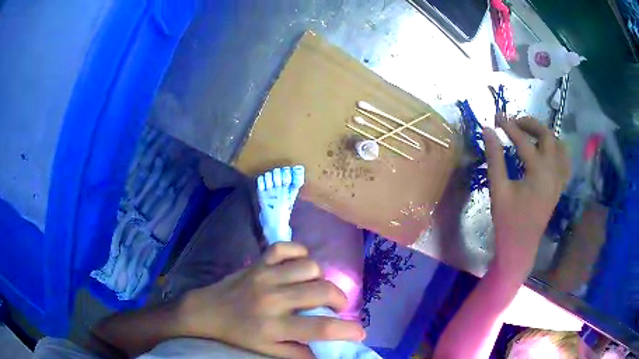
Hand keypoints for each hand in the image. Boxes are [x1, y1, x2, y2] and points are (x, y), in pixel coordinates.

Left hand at [177, 242, 364, 357]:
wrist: (207, 310)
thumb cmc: (239, 334)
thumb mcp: (267, 350)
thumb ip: (298, 353)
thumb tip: (327, 353)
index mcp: (274, 326)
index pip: (320, 328)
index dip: (347, 330)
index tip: (360, 332)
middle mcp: (273, 299)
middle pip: (322, 291)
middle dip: (339, 299)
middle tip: (335, 306)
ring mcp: (265, 275)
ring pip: (310, 266)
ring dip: (320, 278)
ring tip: (314, 287)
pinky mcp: (258, 261)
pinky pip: (287, 247)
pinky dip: (299, 252)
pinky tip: (298, 266)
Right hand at [483, 117, 569, 280]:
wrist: (520, 246)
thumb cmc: (508, 220)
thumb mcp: (498, 189)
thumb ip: (494, 157)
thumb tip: (488, 130)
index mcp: (539, 172)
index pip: (524, 141)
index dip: (509, 126)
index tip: (496, 117)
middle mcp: (553, 171)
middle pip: (548, 136)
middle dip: (531, 124)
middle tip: (515, 122)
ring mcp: (559, 179)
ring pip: (560, 147)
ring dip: (546, 135)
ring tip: (531, 134)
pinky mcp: (559, 187)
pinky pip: (564, 162)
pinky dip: (557, 150)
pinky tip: (547, 151)